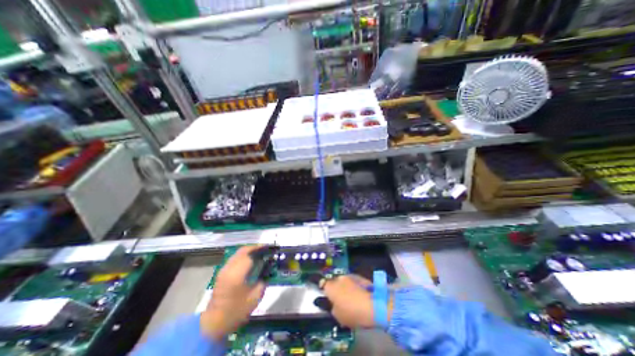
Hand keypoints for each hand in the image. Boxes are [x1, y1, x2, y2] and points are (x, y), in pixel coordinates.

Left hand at [201, 247, 264, 340]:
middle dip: (255, 248)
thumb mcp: (255, 297)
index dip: (261, 250)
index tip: (270, 250)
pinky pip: (235, 258)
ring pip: (238, 253)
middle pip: (243, 250)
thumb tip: (268, 270)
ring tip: (259, 254)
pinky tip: (250, 261)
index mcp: (237, 274)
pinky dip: (244, 256)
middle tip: (266, 249)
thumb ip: (263, 281)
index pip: (250, 255)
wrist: (213, 323)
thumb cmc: (236, 311)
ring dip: (249, 251)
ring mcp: (224, 269)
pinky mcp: (222, 273)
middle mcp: (229, 268)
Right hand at [323, 274, 391, 329]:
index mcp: (331, 287)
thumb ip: (332, 308)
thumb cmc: (353, 313)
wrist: (374, 306)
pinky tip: (359, 295)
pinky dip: (354, 286)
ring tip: (352, 298)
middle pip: (334, 282)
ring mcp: (350, 276)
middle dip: (336, 289)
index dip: (323, 289)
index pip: (322, 284)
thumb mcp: (338, 316)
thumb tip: (333, 304)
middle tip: (340, 300)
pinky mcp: (360, 276)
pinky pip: (353, 281)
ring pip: (344, 282)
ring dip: (345, 287)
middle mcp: (338, 278)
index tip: (326, 295)